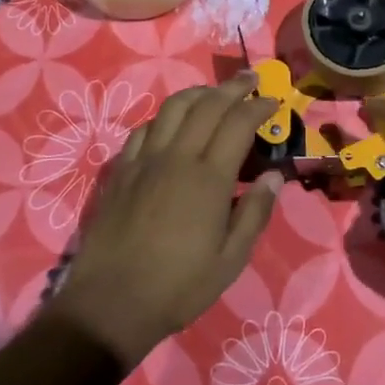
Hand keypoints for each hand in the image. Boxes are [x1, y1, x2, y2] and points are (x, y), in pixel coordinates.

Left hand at [48, 76, 280, 365]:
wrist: (110, 304)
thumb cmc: (178, 286)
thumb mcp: (231, 260)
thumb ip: (255, 213)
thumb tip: (273, 176)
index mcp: (209, 178)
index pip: (238, 123)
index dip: (259, 106)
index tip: (273, 101)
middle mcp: (177, 157)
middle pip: (207, 105)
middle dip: (233, 88)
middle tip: (251, 80)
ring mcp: (145, 161)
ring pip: (172, 108)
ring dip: (198, 93)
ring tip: (214, 93)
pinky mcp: (121, 171)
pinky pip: (143, 129)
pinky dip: (164, 117)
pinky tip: (171, 124)